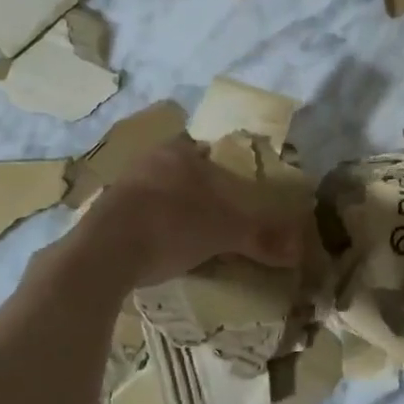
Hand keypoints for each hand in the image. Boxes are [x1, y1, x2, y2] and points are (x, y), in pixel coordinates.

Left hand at [80, 135, 303, 286]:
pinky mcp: (104, 213)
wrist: (106, 252)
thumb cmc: (174, 225)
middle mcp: (148, 160)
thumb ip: (263, 238)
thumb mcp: (226, 232)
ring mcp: (122, 186)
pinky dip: (152, 227)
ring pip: (158, 192)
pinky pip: (138, 214)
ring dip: (173, 209)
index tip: (232, 193)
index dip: (221, 169)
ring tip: (191, 235)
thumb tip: (299, 250)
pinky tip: (161, 248)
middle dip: (197, 191)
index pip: (205, 150)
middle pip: (181, 171)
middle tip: (217, 216)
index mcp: (178, 153)